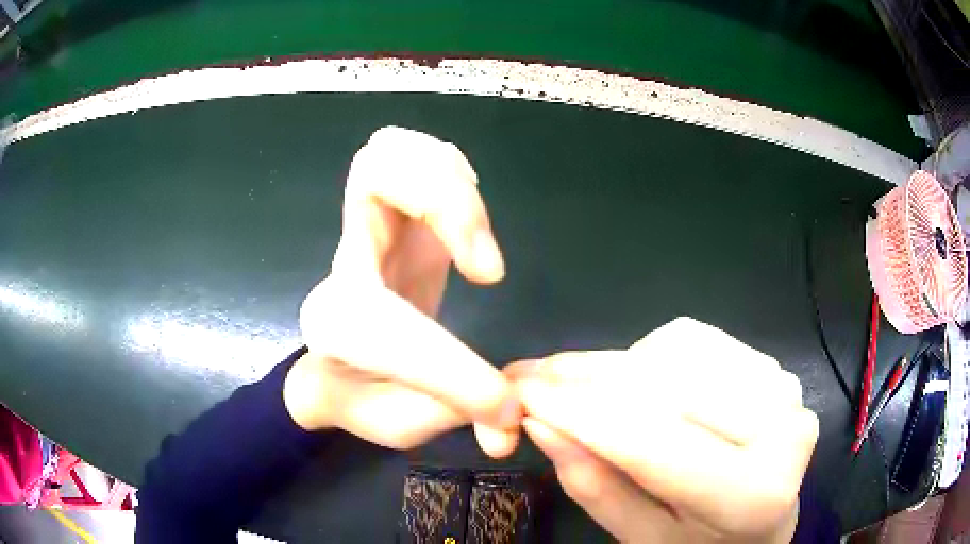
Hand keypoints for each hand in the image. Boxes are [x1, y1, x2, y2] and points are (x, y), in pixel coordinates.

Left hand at [284, 126, 520, 456]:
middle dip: (443, 200)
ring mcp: (372, 231)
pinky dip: (451, 173)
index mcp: (338, 327)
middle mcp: (349, 262)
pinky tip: (471, 219)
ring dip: (448, 179)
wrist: (328, 373)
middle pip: (373, 170)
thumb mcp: (398, 426)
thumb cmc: (358, 399)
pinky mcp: (400, 221)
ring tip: (478, 240)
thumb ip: (452, 415)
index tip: (498, 402)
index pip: (389, 326)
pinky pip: (416, 162)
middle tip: (486, 267)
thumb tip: (511, 417)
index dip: (453, 369)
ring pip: (390, 151)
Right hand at [507, 317, 817, 542]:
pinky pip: (696, 340)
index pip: (653, 443)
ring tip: (581, 390)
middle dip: (585, 381)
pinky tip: (638, 384)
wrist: (763, 525)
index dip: (579, 413)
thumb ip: (596, 487)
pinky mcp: (770, 367)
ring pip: (676, 351)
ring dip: (615, 367)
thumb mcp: (642, 539)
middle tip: (530, 380)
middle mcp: (782, 429)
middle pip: (664, 387)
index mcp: (752, 495)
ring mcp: (782, 388)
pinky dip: (650, 354)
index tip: (517, 391)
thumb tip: (541, 421)